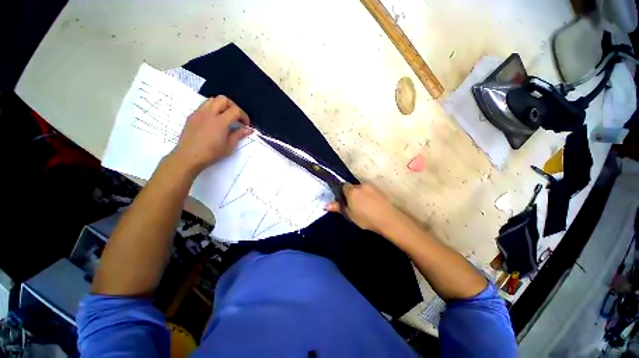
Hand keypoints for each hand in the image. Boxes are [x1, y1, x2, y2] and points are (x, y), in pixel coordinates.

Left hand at [170, 95, 252, 174]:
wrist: (188, 157)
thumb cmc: (211, 153)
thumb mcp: (229, 146)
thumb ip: (239, 135)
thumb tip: (249, 130)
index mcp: (220, 121)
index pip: (235, 110)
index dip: (244, 116)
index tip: (246, 125)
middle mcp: (209, 113)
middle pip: (223, 99)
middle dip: (233, 106)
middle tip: (236, 117)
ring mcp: (199, 113)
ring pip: (212, 100)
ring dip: (222, 105)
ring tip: (225, 116)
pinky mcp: (192, 116)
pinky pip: (204, 106)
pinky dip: (212, 109)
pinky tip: (214, 120)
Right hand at [325, 184, 402, 234]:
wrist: (387, 218)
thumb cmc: (365, 218)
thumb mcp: (349, 214)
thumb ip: (338, 207)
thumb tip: (325, 205)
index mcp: (351, 191)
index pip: (343, 186)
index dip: (342, 192)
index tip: (344, 201)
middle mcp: (360, 185)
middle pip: (352, 187)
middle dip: (351, 194)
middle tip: (354, 205)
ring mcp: (371, 187)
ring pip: (361, 189)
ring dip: (360, 195)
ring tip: (364, 206)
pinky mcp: (379, 190)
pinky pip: (369, 190)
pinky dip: (368, 195)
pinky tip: (371, 205)